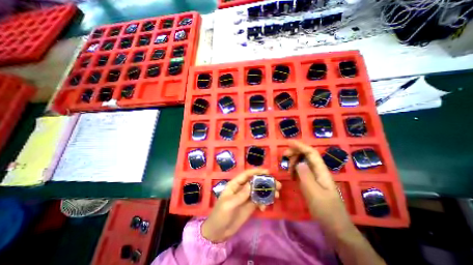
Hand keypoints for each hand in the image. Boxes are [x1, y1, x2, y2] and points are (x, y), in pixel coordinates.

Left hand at [200, 169, 279, 242]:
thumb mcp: (229, 205)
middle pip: (255, 182)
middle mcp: (242, 188)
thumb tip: (251, 184)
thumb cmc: (220, 215)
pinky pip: (259, 200)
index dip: (256, 172)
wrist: (218, 232)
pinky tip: (264, 208)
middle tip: (277, 185)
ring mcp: (246, 197)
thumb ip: (240, 195)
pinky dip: (264, 202)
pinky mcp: (250, 205)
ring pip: (259, 190)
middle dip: (266, 182)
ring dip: (268, 192)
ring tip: (277, 195)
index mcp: (234, 185)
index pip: (246, 175)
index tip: (267, 172)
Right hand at [284, 141, 354, 237]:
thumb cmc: (325, 210)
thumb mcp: (314, 193)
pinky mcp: (311, 183)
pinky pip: (302, 171)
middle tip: (284, 156)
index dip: (300, 146)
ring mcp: (315, 177)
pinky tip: (291, 176)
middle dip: (295, 152)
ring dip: (294, 162)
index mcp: (321, 171)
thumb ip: (306, 176)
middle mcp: (318, 171)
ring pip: (303, 163)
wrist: (335, 227)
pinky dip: (295, 170)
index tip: (288, 142)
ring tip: (288, 171)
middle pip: (306, 156)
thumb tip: (299, 162)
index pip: (311, 153)